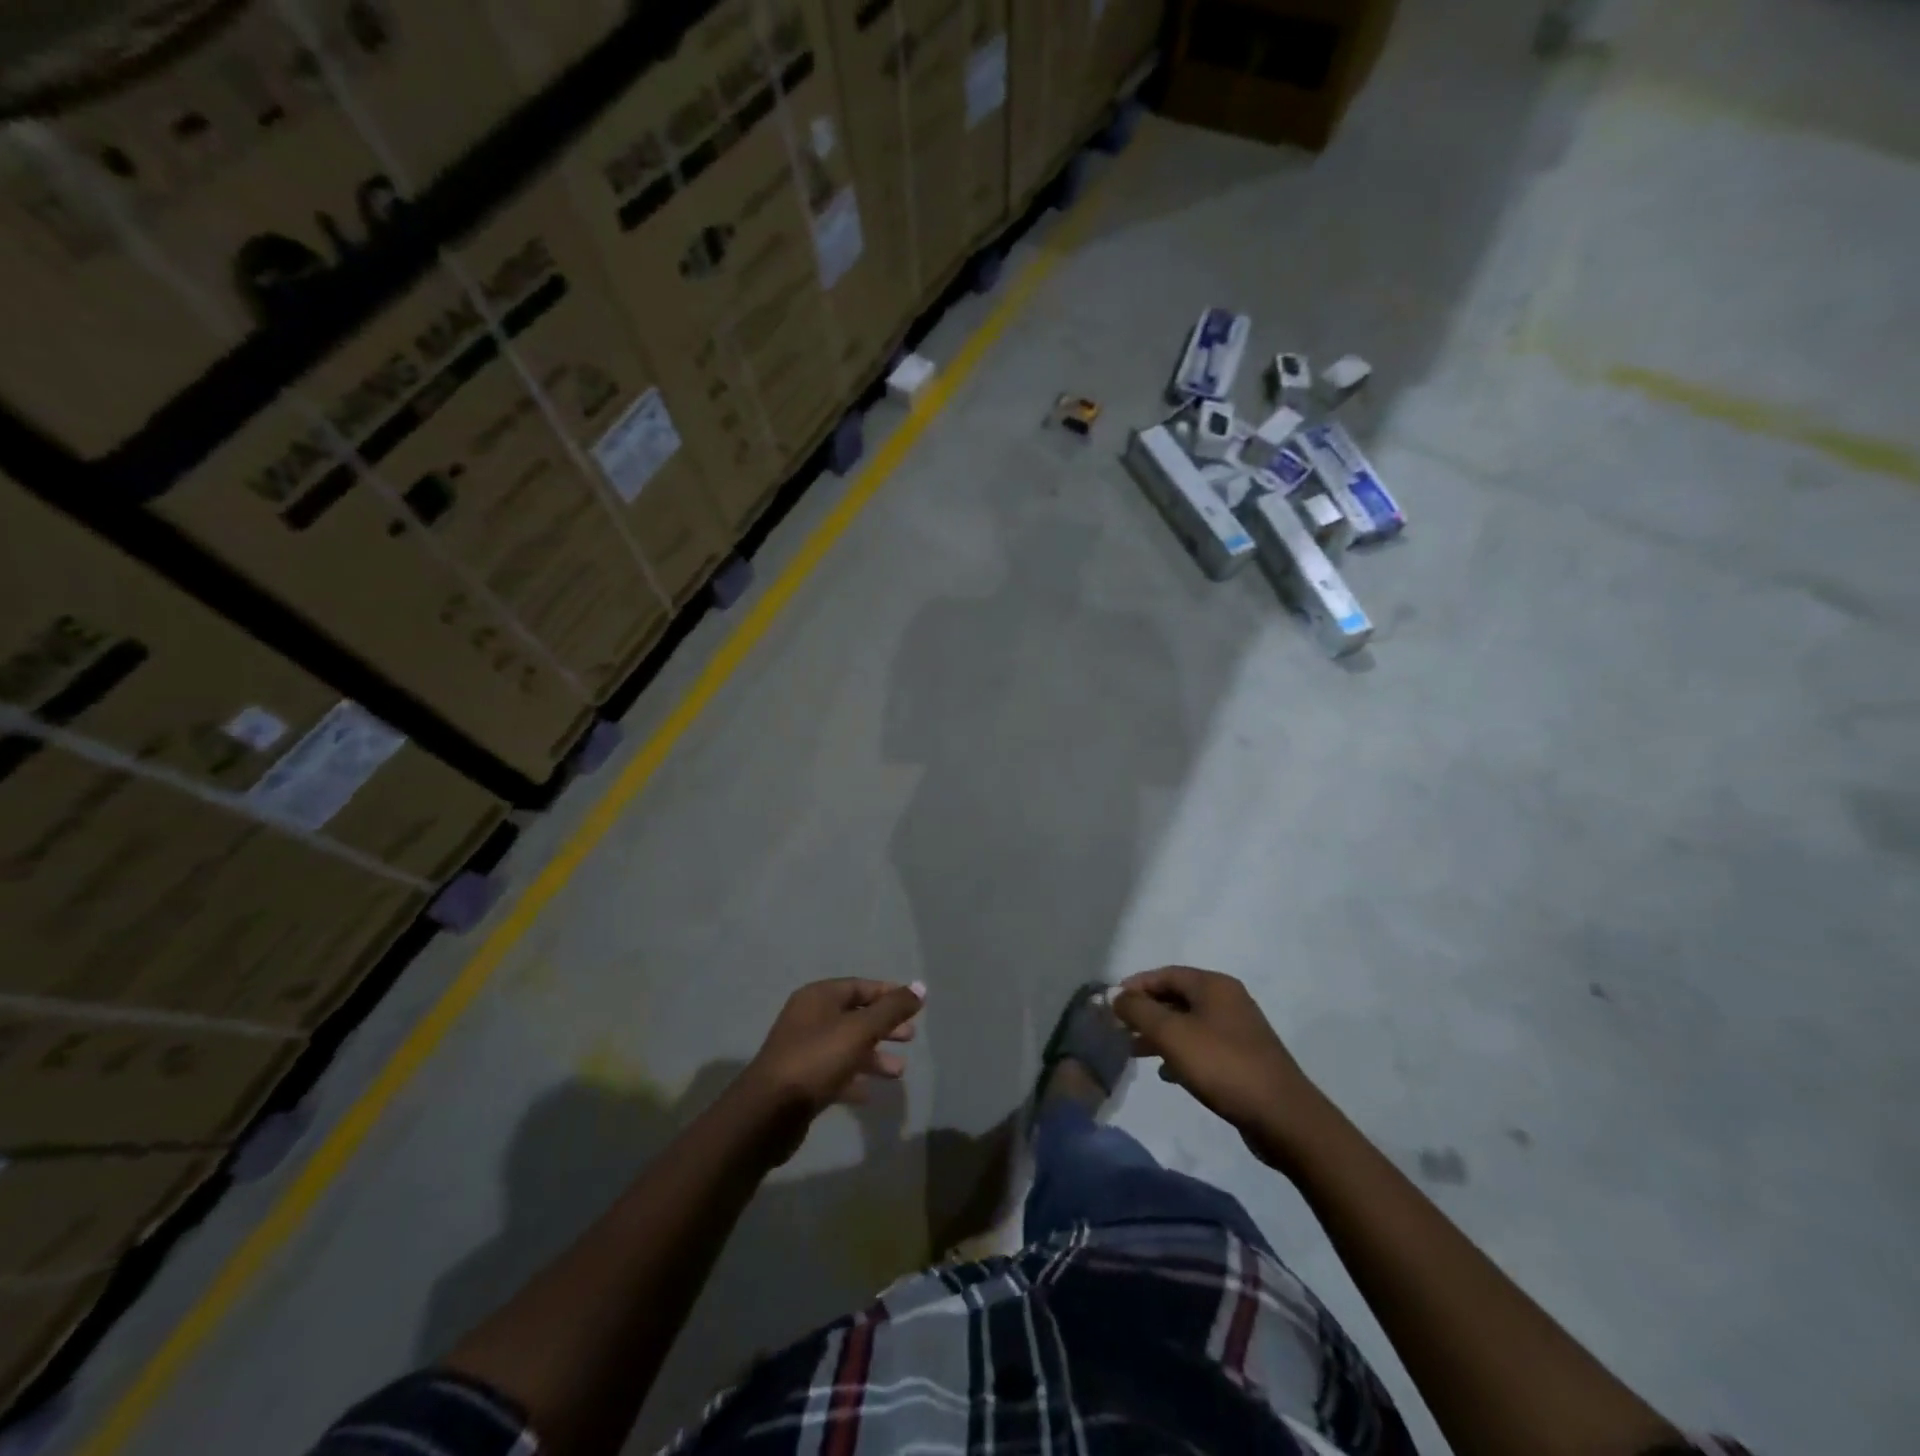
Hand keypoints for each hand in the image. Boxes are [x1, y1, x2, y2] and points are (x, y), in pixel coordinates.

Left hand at [737, 979, 924, 1160]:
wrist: (768, 1113)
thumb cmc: (816, 1060)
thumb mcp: (860, 1030)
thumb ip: (892, 1009)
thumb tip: (921, 987)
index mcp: (819, 997)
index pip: (860, 987)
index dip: (888, 994)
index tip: (914, 1006)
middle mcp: (809, 1018)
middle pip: (855, 1015)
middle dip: (884, 1026)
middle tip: (911, 1037)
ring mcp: (803, 1050)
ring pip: (847, 1046)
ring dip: (874, 1056)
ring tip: (899, 1071)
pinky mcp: (801, 1081)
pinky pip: (835, 1073)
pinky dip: (854, 1078)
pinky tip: (870, 1093)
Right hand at [1113, 966, 1326, 1170]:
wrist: (1283, 1116)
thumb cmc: (1223, 1066)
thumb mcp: (1172, 1035)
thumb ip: (1139, 1011)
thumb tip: (1116, 996)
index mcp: (1214, 985)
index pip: (1165, 974)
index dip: (1136, 985)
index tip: (1111, 1004)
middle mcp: (1227, 999)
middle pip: (1176, 997)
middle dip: (1146, 1012)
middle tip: (1119, 1029)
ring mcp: (1238, 1029)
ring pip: (1188, 1023)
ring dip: (1160, 1034)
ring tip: (1134, 1052)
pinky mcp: (1243, 1058)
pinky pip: (1202, 1045)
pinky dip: (1180, 1052)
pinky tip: (1167, 1073)